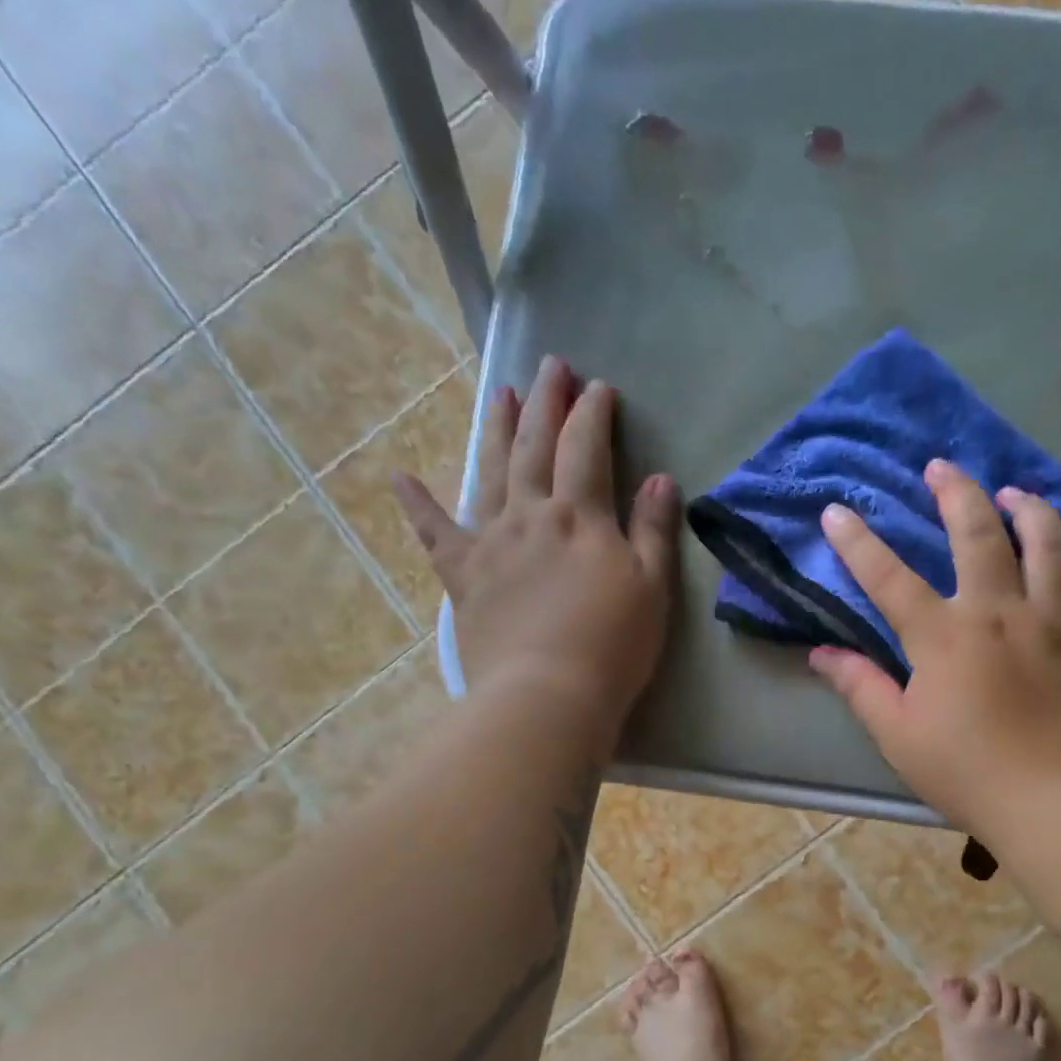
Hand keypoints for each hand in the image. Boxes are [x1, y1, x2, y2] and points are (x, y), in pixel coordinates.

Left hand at [394, 355, 679, 728]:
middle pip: (535, 446)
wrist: (547, 694)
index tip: (600, 388)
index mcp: (580, 517)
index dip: (593, 414)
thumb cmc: (612, 646)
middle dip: (545, 403)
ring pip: (489, 472)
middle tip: (550, 366)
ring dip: (495, 429)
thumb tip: (660, 480)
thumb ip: (653, 531)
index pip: (587, 448)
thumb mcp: (652, 588)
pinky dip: (417, 505)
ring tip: (498, 392)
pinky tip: (400, 478)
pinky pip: (434, 533)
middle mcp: (530, 516)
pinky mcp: (463, 576)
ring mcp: (490, 543)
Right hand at [810, 460, 1060, 832]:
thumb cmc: (964, 771)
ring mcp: (1055, 624)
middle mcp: (1000, 613)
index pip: (889, 578)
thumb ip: (861, 687)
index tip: (836, 511)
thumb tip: (822, 654)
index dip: (858, 543)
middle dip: (955, 493)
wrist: (1051, 802)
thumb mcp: (897, 735)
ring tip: (1017, 494)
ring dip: (1032, 512)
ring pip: (1051, 547)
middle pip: (978, 535)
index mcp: (943, 636)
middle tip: (941, 467)